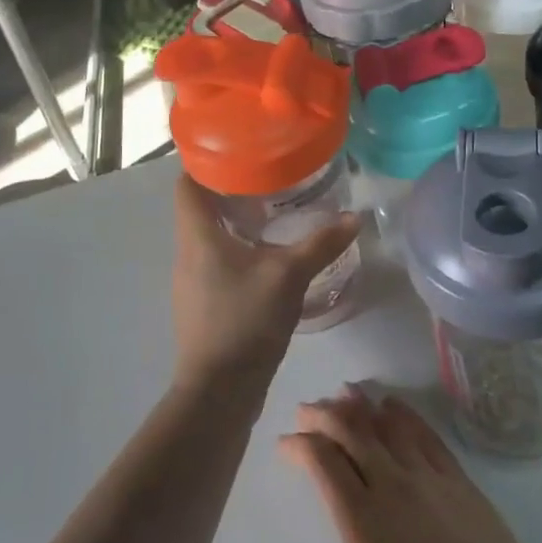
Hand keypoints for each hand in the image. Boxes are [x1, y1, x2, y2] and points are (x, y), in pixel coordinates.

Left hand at [170, 176, 358, 389]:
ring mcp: (191, 280)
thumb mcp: (290, 276)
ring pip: (208, 235)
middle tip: (267, 176)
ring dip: (235, 220)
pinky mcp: (202, 302)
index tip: (238, 150)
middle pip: (199, 207)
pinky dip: (237, 248)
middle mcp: (187, 252)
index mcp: (198, 235)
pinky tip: (267, 255)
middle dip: (230, 189)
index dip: (206, 162)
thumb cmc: (245, 321)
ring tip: (272, 210)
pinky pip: (215, 260)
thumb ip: (321, 244)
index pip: (187, 183)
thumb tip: (354, 217)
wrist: (219, 392)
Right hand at [256, 390, 541, 542]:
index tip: (285, 444)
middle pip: (352, 431)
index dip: (300, 445)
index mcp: (362, 518)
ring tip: (343, 393)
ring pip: (388, 424)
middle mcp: (392, 483)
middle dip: (324, 414)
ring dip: (361, 406)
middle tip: (306, 409)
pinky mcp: (459, 479)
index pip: (323, 461)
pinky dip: (403, 414)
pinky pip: (425, 433)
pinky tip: (394, 406)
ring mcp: (429, 476)